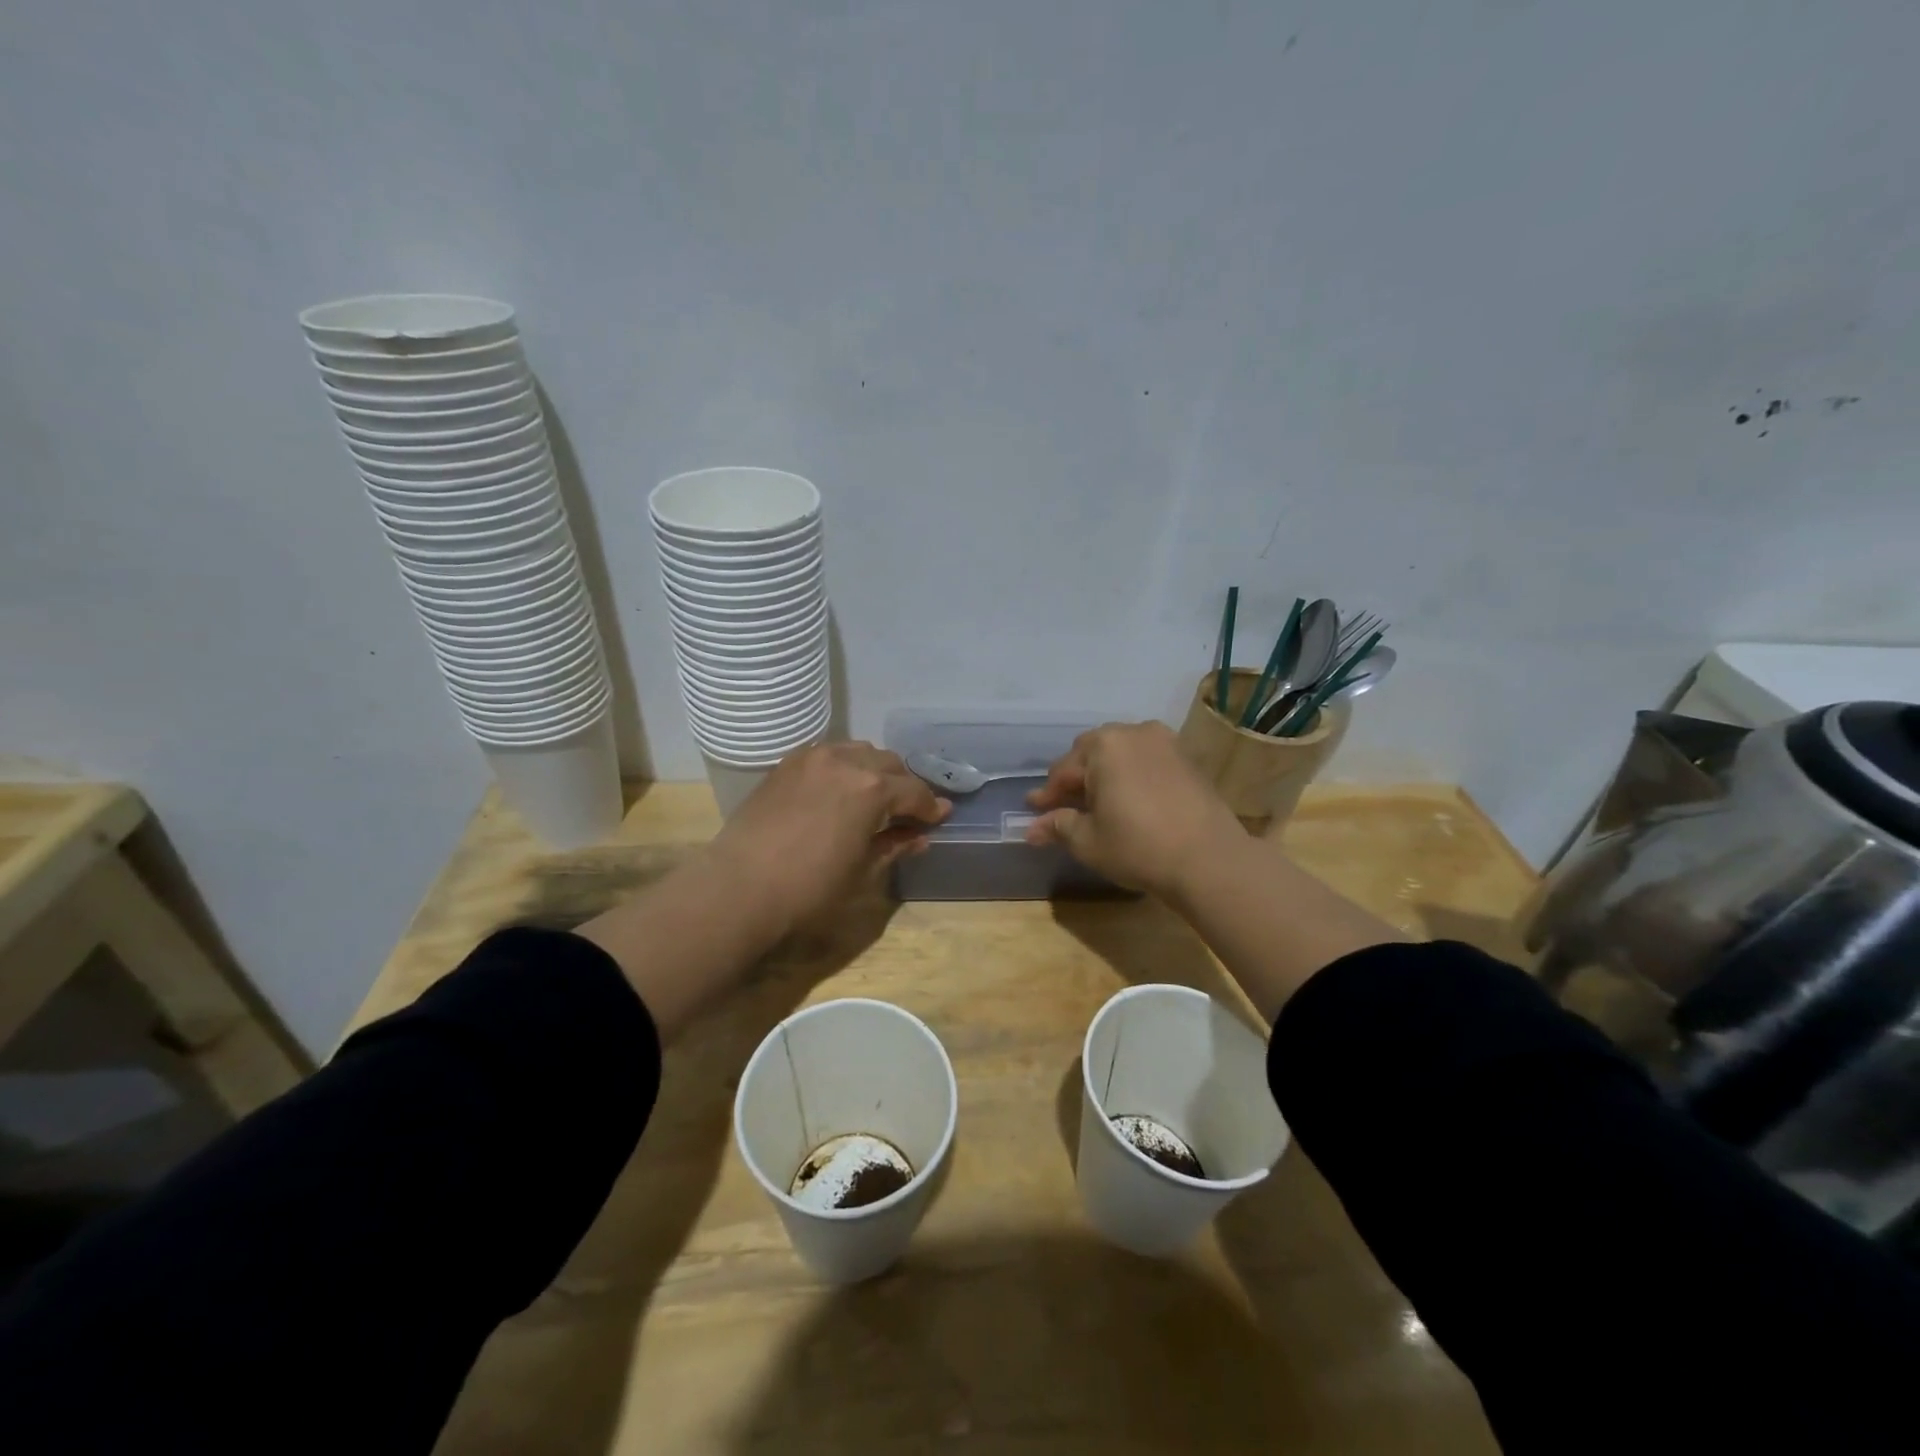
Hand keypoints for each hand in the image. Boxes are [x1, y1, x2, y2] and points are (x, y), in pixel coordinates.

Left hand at [708, 741, 950, 939]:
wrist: (739, 887)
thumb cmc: (809, 889)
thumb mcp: (862, 872)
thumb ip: (894, 846)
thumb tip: (919, 836)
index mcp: (872, 788)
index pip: (914, 791)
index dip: (930, 807)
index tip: (940, 817)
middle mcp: (846, 761)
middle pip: (889, 764)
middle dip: (904, 785)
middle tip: (907, 810)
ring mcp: (812, 758)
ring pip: (858, 752)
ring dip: (873, 770)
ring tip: (873, 797)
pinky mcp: (786, 764)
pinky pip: (827, 755)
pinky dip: (843, 767)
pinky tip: (838, 790)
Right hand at [1025, 721, 1243, 897]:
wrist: (1209, 860)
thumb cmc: (1138, 846)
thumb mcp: (1088, 841)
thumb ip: (1058, 826)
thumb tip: (1032, 829)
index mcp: (1103, 746)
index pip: (1064, 770)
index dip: (1047, 795)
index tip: (1034, 812)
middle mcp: (1134, 732)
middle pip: (1092, 753)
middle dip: (1077, 779)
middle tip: (1065, 807)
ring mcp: (1166, 742)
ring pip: (1122, 754)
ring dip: (1105, 774)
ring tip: (1097, 802)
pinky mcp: (1188, 759)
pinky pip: (1147, 761)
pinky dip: (1132, 776)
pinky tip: (1129, 800)